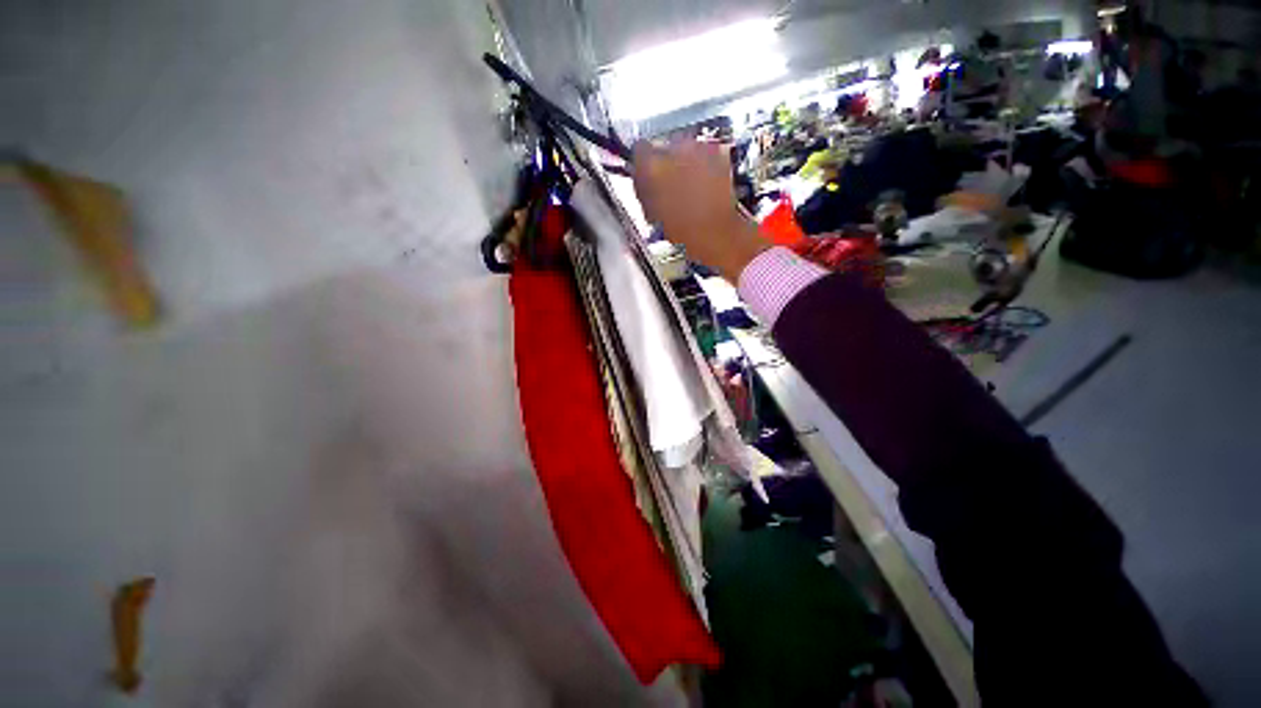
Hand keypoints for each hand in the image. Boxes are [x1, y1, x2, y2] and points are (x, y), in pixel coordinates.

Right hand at [632, 140, 769, 281]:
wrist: (715, 232)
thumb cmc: (684, 229)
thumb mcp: (652, 213)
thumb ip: (643, 190)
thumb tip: (641, 179)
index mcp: (652, 165)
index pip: (639, 151)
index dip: (641, 165)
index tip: (644, 174)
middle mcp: (675, 149)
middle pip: (662, 147)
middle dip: (663, 164)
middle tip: (666, 186)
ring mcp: (698, 149)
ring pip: (683, 149)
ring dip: (683, 164)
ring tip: (686, 188)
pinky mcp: (717, 153)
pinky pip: (702, 154)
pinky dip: (701, 165)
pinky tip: (701, 185)